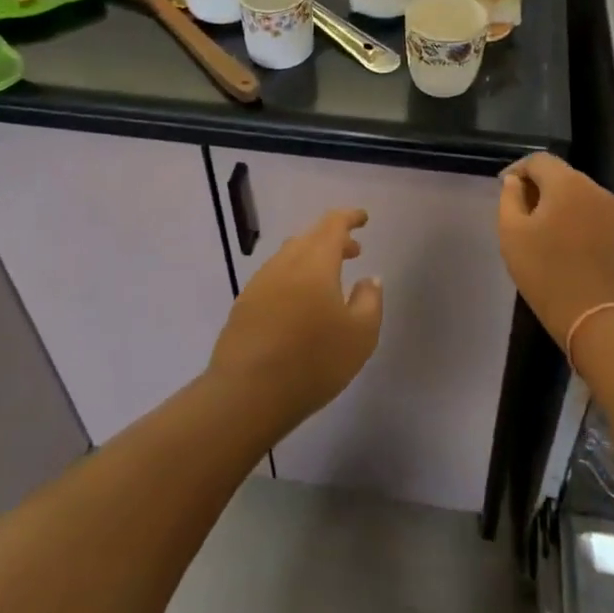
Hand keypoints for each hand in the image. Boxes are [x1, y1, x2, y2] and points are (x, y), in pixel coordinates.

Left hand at [207, 209, 383, 432]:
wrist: (246, 394)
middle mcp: (284, 264)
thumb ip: (370, 300)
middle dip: (333, 239)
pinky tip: (299, 304)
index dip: (349, 217)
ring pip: (289, 257)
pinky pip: (274, 278)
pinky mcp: (243, 306)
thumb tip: (369, 278)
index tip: (363, 218)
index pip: (333, 225)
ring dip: (312, 259)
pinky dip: (293, 278)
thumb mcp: (360, 335)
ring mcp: (259, 284)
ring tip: (329, 279)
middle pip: (310, 237)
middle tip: (354, 251)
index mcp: (315, 262)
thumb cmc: (313, 361)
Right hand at [497, 154, 613, 343]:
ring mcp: (613, 212)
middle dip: (538, 185)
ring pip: (578, 194)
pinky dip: (575, 218)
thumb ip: (509, 199)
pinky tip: (564, 242)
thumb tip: (515, 181)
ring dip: (558, 202)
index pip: (539, 160)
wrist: (598, 318)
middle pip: (561, 175)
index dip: (517, 169)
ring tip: (540, 227)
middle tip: (519, 208)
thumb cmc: (546, 274)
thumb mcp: (513, 234)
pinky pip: (592, 214)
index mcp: (567, 184)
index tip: (503, 187)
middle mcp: (595, 190)